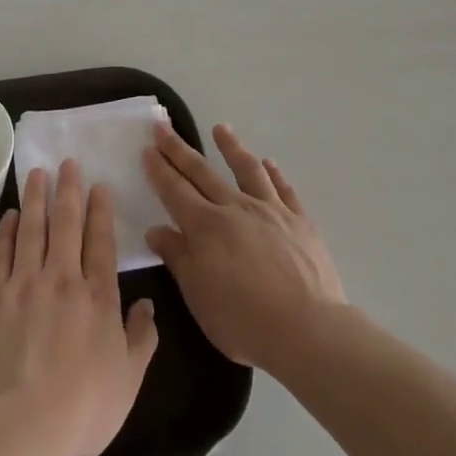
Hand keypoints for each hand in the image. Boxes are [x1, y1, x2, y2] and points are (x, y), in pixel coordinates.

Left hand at [0, 160, 159, 455]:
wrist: (18, 428)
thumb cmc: (81, 409)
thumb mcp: (128, 380)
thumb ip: (141, 338)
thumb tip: (148, 305)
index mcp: (97, 296)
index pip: (100, 241)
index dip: (100, 210)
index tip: (98, 185)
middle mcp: (62, 279)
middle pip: (66, 224)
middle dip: (68, 190)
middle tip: (67, 162)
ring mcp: (23, 285)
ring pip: (32, 229)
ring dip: (37, 198)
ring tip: (38, 173)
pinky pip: (1, 255)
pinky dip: (7, 231)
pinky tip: (12, 216)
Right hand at [143, 123, 344, 374]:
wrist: (307, 329)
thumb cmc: (244, 321)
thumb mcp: (198, 298)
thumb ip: (178, 258)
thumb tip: (156, 230)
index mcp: (205, 227)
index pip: (175, 190)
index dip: (159, 169)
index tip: (147, 148)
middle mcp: (235, 208)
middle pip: (202, 172)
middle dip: (179, 149)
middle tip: (163, 126)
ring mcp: (270, 210)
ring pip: (246, 169)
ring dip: (231, 146)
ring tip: (220, 128)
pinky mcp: (299, 220)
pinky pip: (283, 188)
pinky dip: (274, 173)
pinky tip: (269, 162)